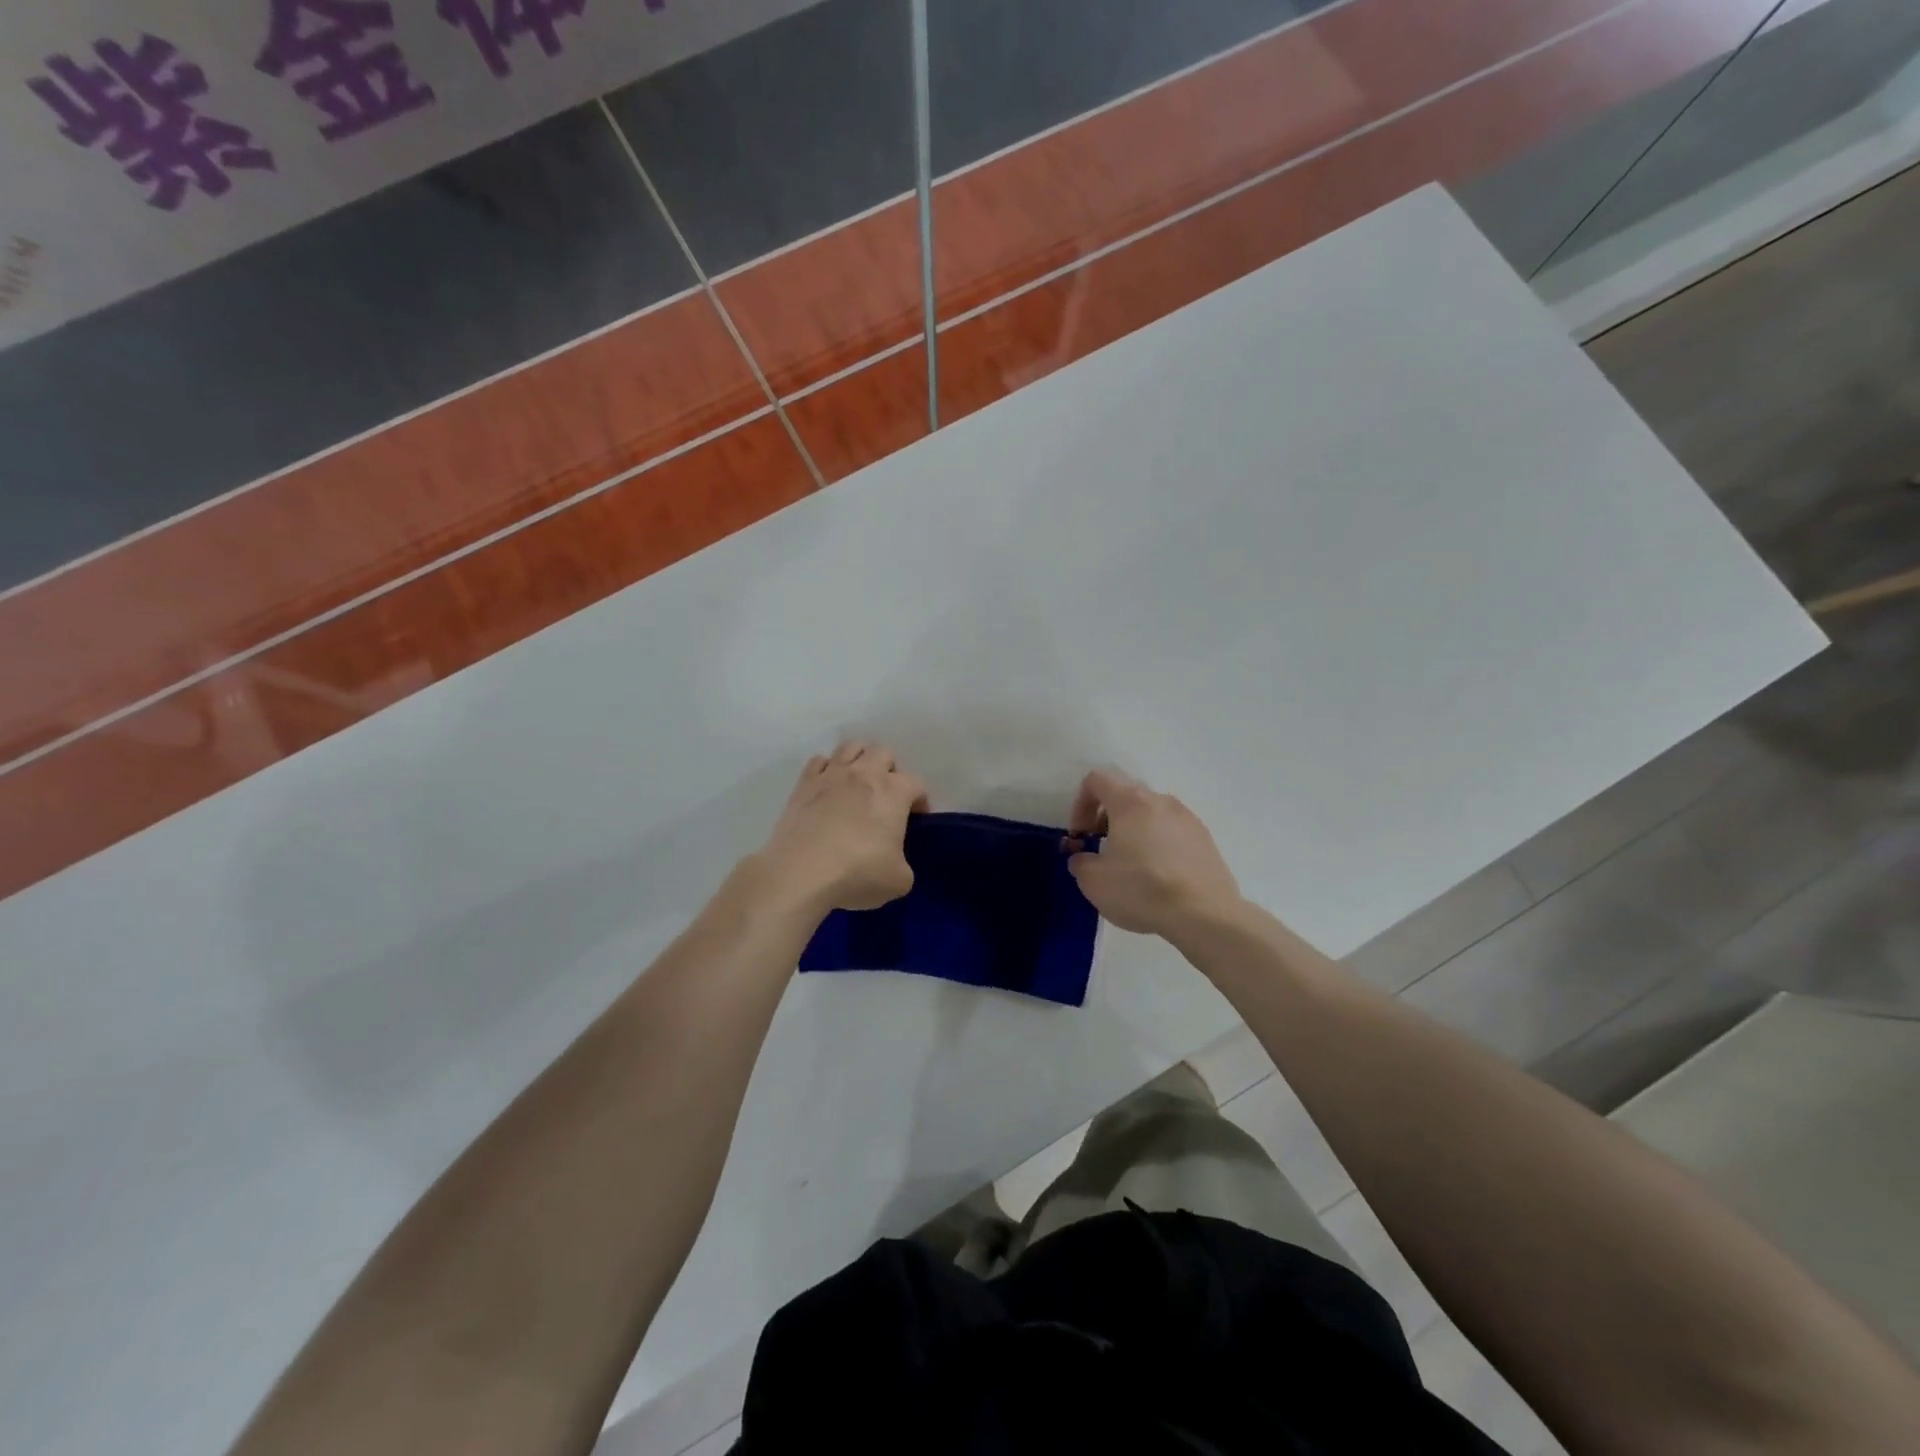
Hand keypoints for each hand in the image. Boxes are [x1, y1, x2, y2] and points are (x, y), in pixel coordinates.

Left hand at [753, 742, 928, 915]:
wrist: (800, 873)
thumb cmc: (857, 873)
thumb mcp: (899, 881)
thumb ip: (903, 863)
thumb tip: (894, 860)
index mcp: (894, 792)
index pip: (917, 784)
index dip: (921, 801)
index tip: (916, 820)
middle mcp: (864, 774)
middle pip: (883, 752)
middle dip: (890, 770)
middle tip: (886, 797)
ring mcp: (831, 775)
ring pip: (851, 746)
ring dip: (860, 760)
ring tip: (858, 784)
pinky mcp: (803, 784)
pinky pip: (819, 761)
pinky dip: (827, 769)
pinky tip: (827, 788)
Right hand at [1066, 769, 1243, 939]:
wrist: (1205, 916)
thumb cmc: (1142, 890)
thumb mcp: (1093, 881)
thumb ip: (1080, 861)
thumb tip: (1084, 857)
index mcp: (1130, 802)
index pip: (1097, 780)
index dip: (1080, 804)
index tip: (1081, 835)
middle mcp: (1160, 801)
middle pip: (1125, 794)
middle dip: (1106, 817)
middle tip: (1101, 849)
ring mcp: (1187, 818)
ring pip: (1150, 813)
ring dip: (1133, 830)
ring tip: (1130, 865)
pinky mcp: (1205, 838)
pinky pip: (1172, 831)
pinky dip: (1157, 843)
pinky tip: (1158, 875)